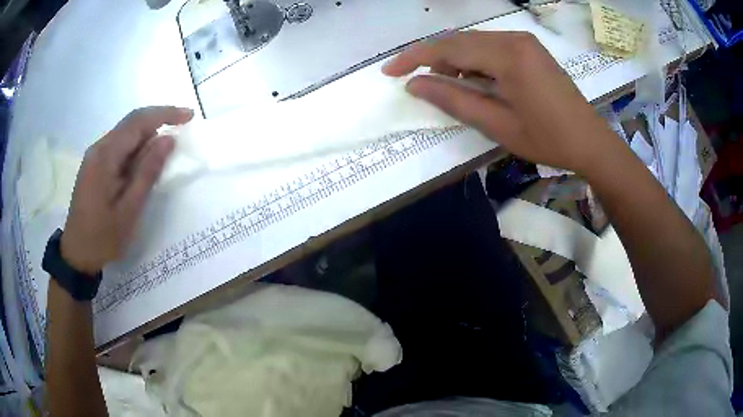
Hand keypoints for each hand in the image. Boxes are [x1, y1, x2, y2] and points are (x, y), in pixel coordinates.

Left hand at [61, 106, 192, 273]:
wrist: (77, 253)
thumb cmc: (103, 237)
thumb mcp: (129, 210)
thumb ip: (147, 172)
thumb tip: (168, 140)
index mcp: (105, 156)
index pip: (138, 121)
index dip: (165, 114)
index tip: (189, 116)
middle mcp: (99, 148)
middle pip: (132, 122)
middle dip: (159, 120)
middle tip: (183, 126)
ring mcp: (95, 156)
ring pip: (126, 133)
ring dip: (148, 135)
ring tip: (167, 149)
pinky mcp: (95, 165)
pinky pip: (120, 146)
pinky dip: (137, 147)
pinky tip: (145, 161)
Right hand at [383, 31, 618, 174]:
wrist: (590, 141)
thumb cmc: (548, 139)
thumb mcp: (498, 125)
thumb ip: (455, 100)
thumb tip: (416, 85)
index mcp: (508, 55)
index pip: (449, 48)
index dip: (416, 58)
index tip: (390, 71)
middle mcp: (514, 38)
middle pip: (460, 40)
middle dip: (432, 58)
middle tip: (413, 80)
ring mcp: (524, 41)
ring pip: (474, 42)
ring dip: (453, 59)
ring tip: (442, 83)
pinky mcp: (530, 48)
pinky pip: (491, 46)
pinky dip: (474, 60)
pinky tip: (471, 78)